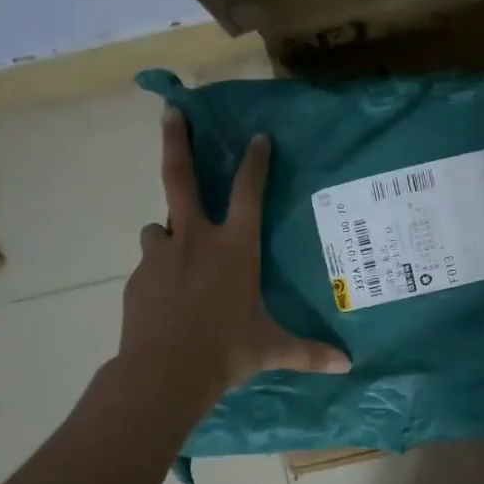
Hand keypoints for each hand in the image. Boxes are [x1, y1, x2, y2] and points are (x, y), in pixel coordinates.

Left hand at [118, 108, 350, 403]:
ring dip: (168, 228)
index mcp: (235, 248)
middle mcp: (195, 241)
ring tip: (174, 245)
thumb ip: (308, 353)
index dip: (255, 162)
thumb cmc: (226, 352)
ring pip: (159, 225)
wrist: (162, 373)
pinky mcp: (137, 279)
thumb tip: (347, 366)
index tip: (257, 137)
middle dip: (177, 141)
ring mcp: (161, 256)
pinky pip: (150, 263)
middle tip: (171, 110)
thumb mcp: (271, 350)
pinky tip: (166, 293)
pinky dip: (159, 268)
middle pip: (181, 178)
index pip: (248, 193)